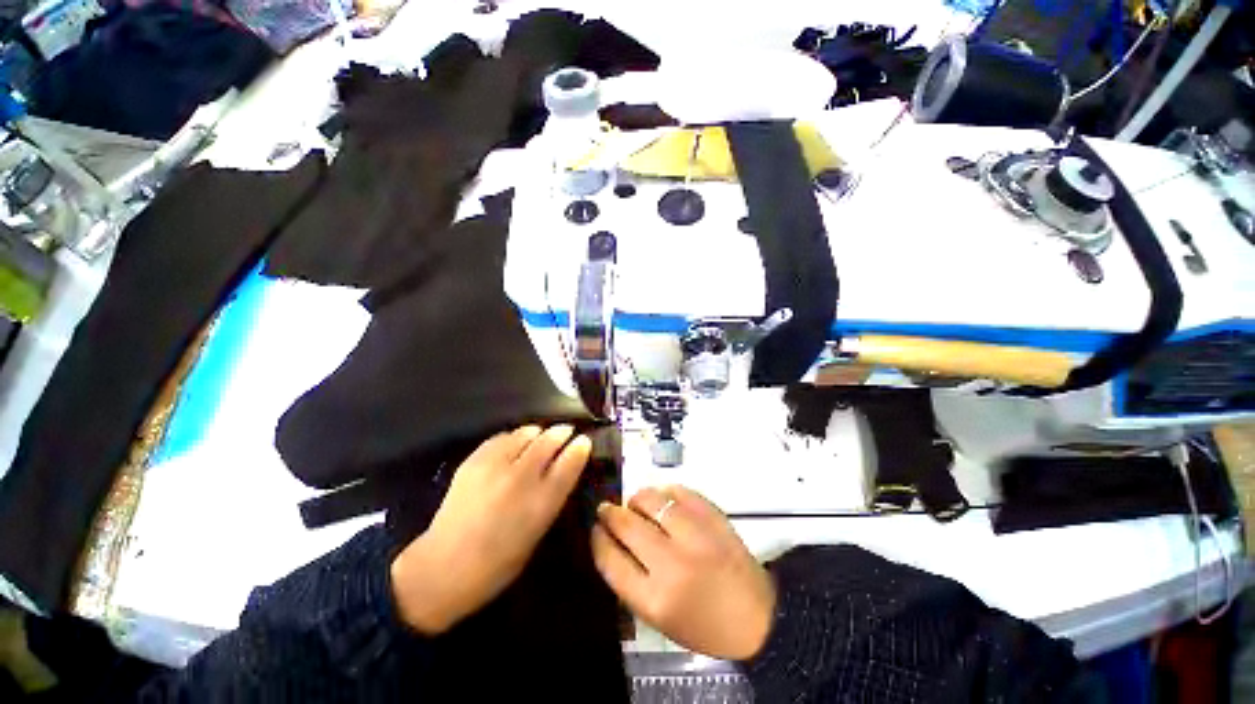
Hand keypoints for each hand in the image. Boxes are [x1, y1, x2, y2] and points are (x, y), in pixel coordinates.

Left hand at [390, 425, 591, 634]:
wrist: (443, 568)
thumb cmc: (498, 564)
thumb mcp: (537, 533)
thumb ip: (551, 498)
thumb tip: (561, 470)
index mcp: (541, 502)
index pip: (570, 462)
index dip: (580, 448)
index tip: (584, 441)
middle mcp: (521, 478)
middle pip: (550, 440)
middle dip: (562, 432)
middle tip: (566, 431)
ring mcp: (495, 466)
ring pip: (526, 433)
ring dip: (538, 433)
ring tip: (540, 437)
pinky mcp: (474, 460)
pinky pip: (502, 437)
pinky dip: (513, 437)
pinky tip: (514, 444)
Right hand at [591, 486, 775, 660]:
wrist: (757, 617)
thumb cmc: (703, 624)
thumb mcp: (659, 618)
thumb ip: (631, 580)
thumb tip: (611, 540)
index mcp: (655, 599)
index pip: (610, 559)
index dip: (598, 539)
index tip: (595, 529)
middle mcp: (672, 563)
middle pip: (626, 524)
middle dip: (610, 513)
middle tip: (606, 509)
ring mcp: (695, 535)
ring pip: (651, 500)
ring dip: (636, 499)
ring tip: (636, 503)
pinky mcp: (713, 516)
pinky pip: (679, 491)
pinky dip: (665, 492)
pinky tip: (663, 500)